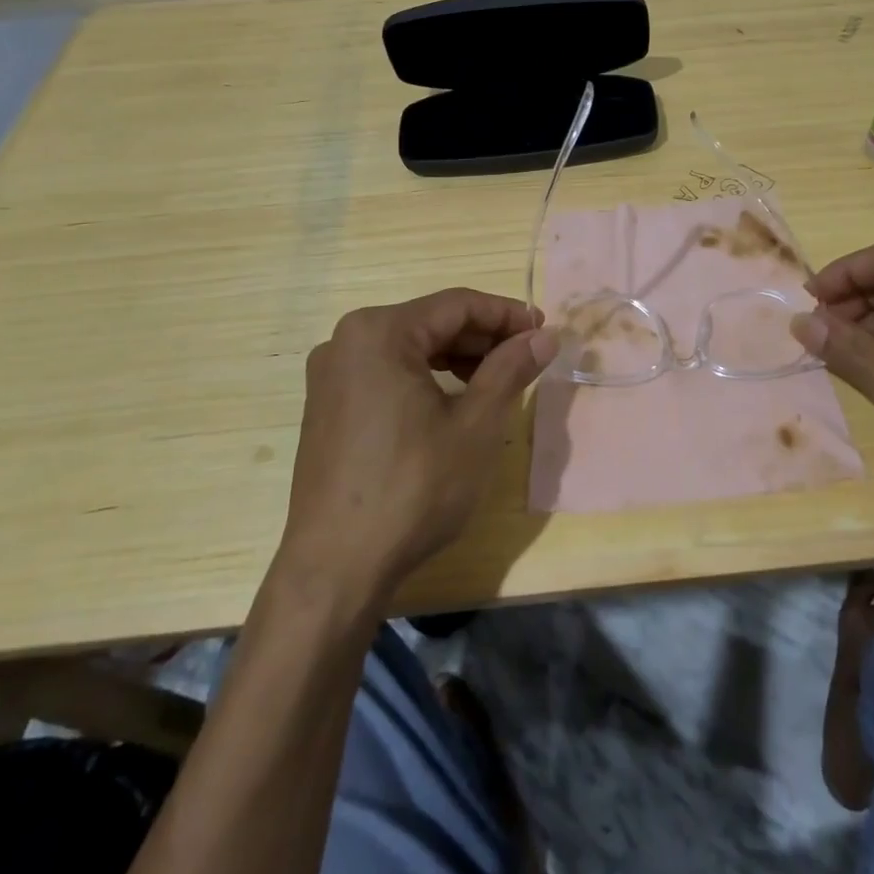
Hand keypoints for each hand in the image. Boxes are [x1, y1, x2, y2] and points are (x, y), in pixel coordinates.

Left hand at [279, 290, 557, 599]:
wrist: (336, 568)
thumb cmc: (414, 488)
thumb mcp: (476, 424)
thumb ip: (511, 368)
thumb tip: (544, 335)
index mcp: (379, 332)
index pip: (457, 305)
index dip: (507, 314)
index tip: (544, 331)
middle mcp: (347, 341)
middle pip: (432, 322)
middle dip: (484, 336)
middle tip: (528, 357)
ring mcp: (332, 375)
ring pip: (411, 348)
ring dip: (459, 357)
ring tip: (499, 379)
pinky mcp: (328, 406)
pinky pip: (388, 372)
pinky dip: (428, 377)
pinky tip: (456, 401)